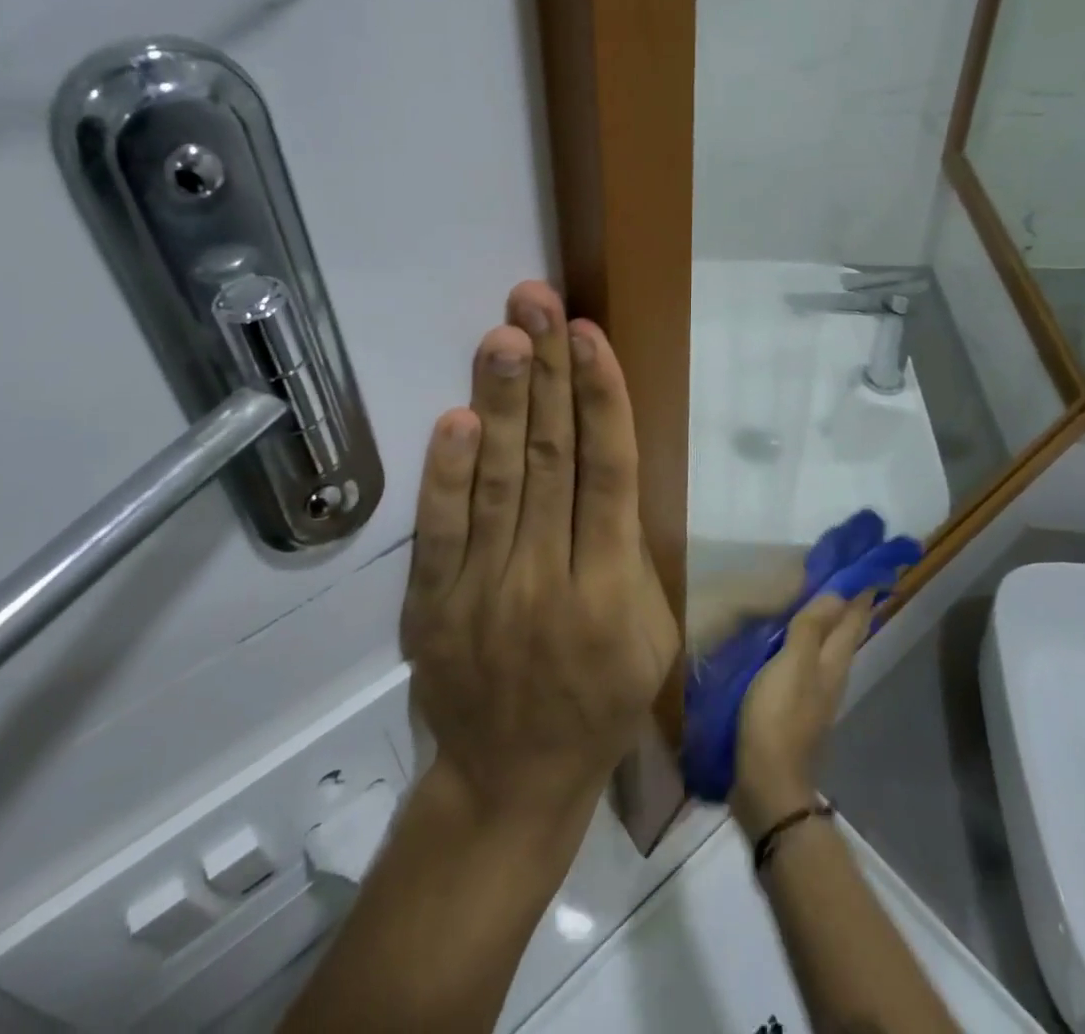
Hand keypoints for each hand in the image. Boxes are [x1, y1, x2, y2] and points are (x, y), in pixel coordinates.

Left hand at [400, 282, 679, 827]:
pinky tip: (458, 418)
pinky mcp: (433, 605)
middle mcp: (549, 582)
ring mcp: (484, 592)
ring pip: (497, 482)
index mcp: (612, 592)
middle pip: (551, 461)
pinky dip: (446, 474)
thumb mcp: (650, 637)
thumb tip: (610, 464)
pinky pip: (440, 531)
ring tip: (504, 335)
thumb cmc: (598, 701)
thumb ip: (633, 553)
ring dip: (503, 403)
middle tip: (538, 302)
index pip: (609, 476)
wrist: (511, 781)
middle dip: (548, 374)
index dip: (602, 400)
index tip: (590, 335)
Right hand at [730, 592, 873, 836]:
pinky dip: (811, 643)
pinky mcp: (798, 707)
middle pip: (847, 634)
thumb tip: (838, 593)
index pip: (854, 619)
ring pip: (831, 649)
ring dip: (832, 624)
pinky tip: (798, 642)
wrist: (767, 782)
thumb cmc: (778, 717)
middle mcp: (832, 676)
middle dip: (852, 607)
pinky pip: (810, 663)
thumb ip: (811, 629)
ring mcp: (816, 694)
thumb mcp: (792, 665)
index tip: (873, 566)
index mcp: (833, 662)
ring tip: (826, 602)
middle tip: (853, 578)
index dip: (863, 593)